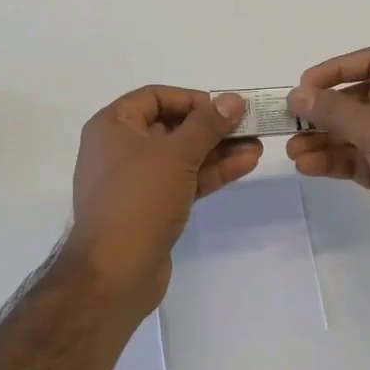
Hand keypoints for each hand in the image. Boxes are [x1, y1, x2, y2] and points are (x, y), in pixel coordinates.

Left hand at [68, 87, 260, 316]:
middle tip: (249, 127)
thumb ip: (208, 124)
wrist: (115, 273)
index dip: (191, 98)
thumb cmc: (139, 198)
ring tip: (257, 147)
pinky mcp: (150, 209)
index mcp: (112, 126)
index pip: (154, 97)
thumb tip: (233, 99)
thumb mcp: (177, 153)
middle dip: (211, 127)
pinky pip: (182, 180)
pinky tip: (244, 165)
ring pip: (181, 156)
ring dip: (218, 150)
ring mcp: (135, 181)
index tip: (223, 108)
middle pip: (171, 126)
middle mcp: (119, 149)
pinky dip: (210, 172)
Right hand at [287, 48, 369, 280]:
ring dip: (323, 139)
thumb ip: (334, 110)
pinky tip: (307, 166)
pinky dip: (333, 161)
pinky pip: (356, 160)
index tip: (305, 85)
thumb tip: (297, 95)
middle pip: (359, 98)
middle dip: (324, 110)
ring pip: (354, 132)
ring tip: (293, 151)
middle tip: (291, 121)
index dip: (338, 69)